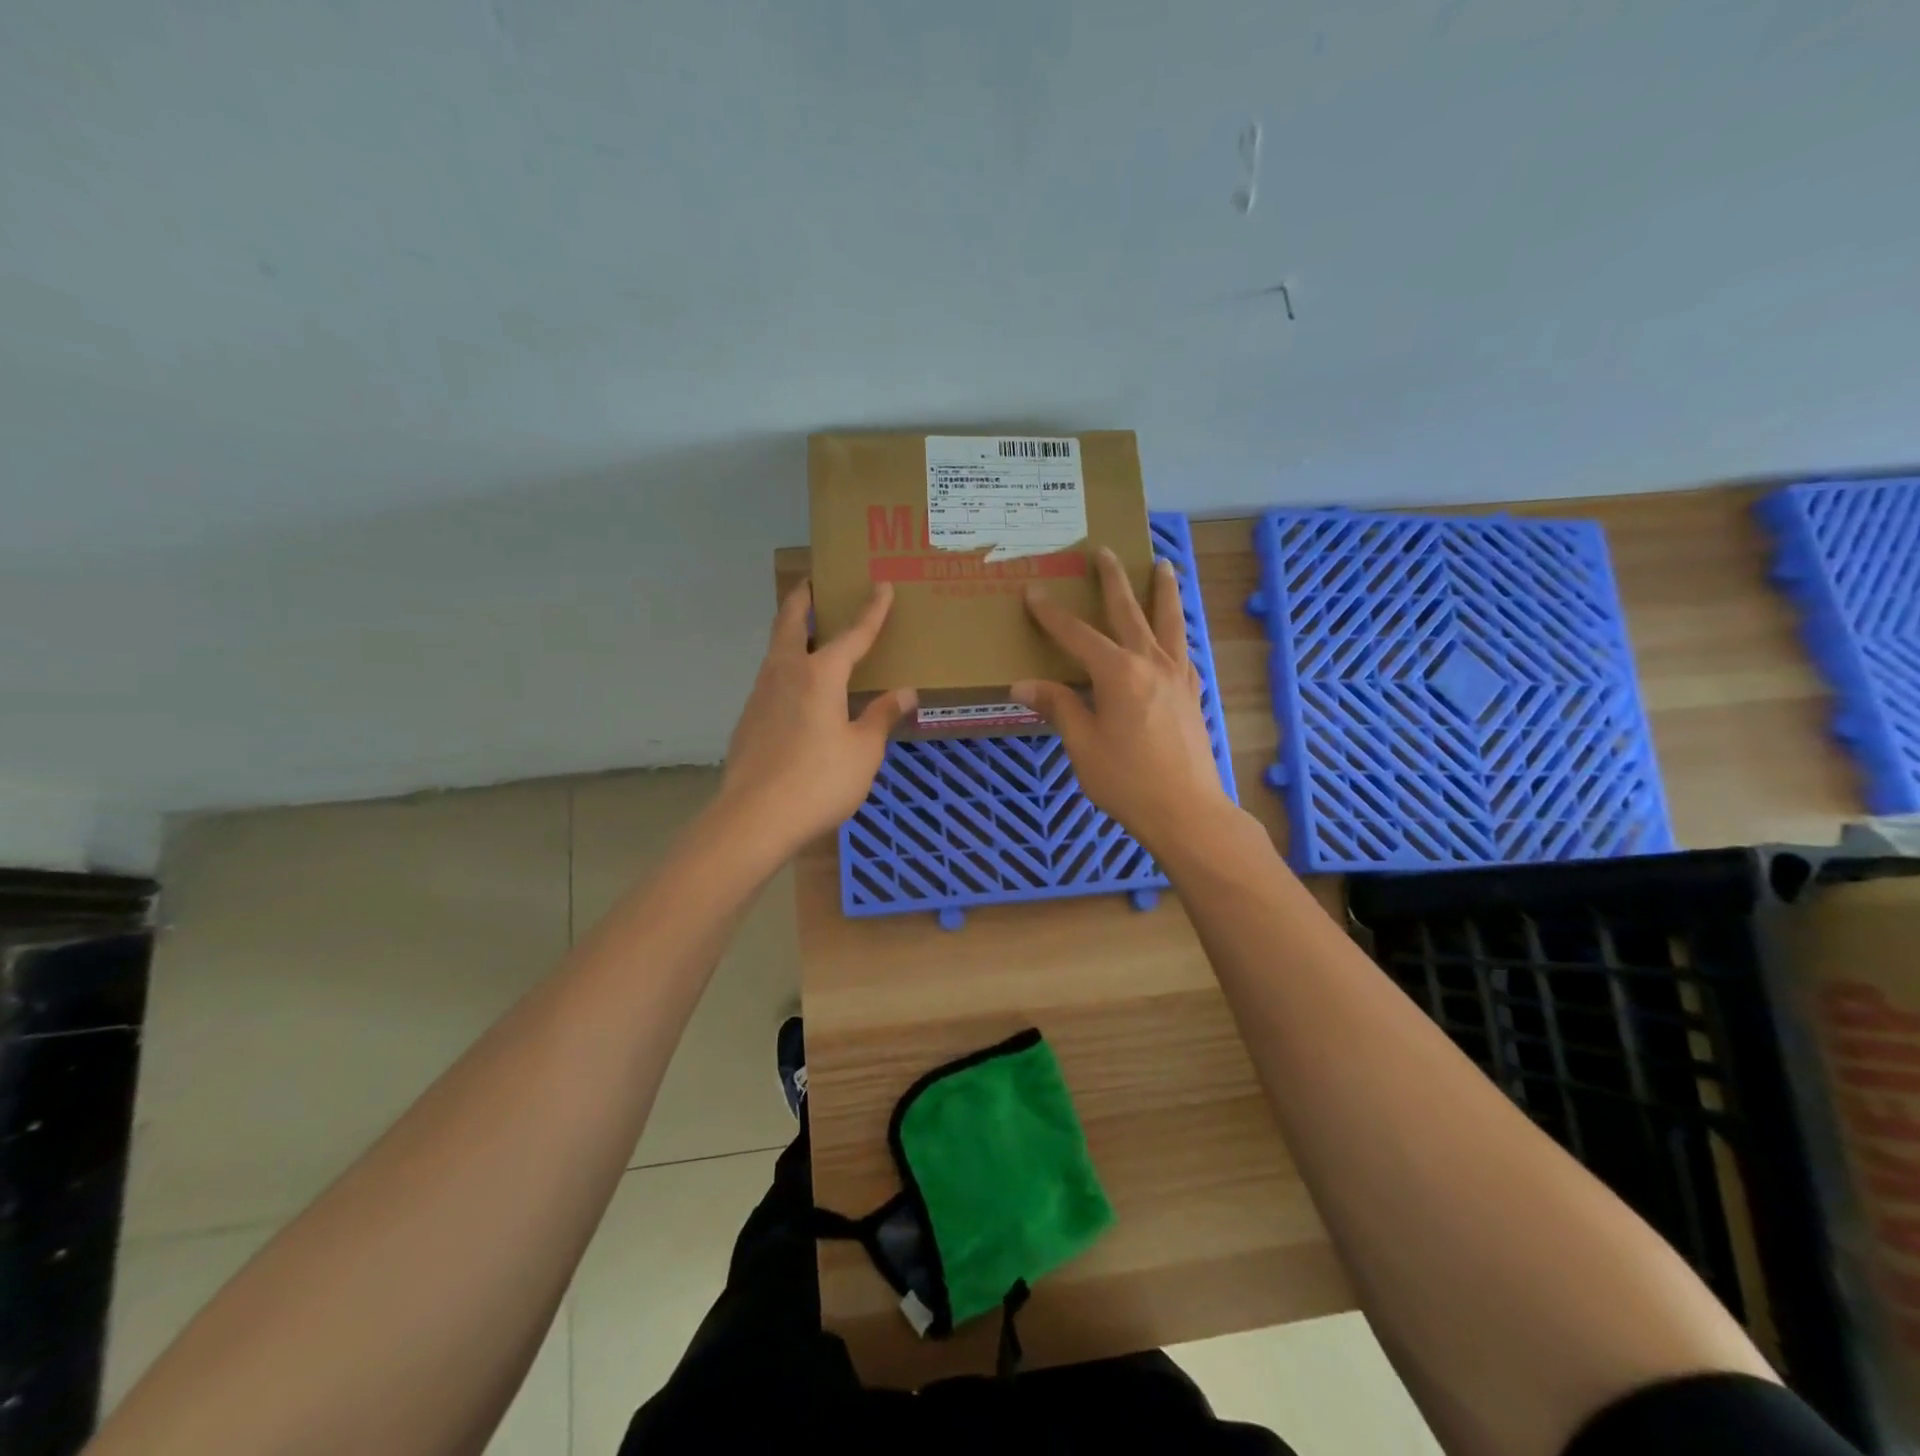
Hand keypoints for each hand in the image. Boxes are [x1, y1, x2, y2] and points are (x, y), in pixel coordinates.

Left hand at [719, 580, 915, 851]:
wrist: (754, 818)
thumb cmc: (819, 780)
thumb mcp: (863, 751)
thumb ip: (881, 716)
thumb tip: (904, 692)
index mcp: (820, 674)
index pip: (853, 634)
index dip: (872, 610)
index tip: (882, 585)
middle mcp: (786, 672)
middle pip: (791, 622)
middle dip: (804, 598)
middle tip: (813, 582)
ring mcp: (761, 694)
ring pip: (776, 649)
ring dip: (792, 632)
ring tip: (810, 633)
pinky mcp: (749, 718)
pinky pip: (771, 678)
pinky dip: (787, 667)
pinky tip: (799, 690)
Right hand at [1011, 548, 1235, 854]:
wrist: (1187, 811)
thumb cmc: (1127, 780)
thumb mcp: (1082, 744)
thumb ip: (1058, 707)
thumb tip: (1023, 684)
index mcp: (1118, 672)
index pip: (1077, 635)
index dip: (1052, 614)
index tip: (1034, 592)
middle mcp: (1151, 662)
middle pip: (1130, 611)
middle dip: (1113, 579)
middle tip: (1104, 551)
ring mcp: (1178, 676)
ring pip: (1170, 622)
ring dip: (1164, 591)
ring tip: (1165, 566)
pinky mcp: (1193, 694)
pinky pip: (1184, 651)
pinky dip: (1178, 633)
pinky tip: (1176, 637)